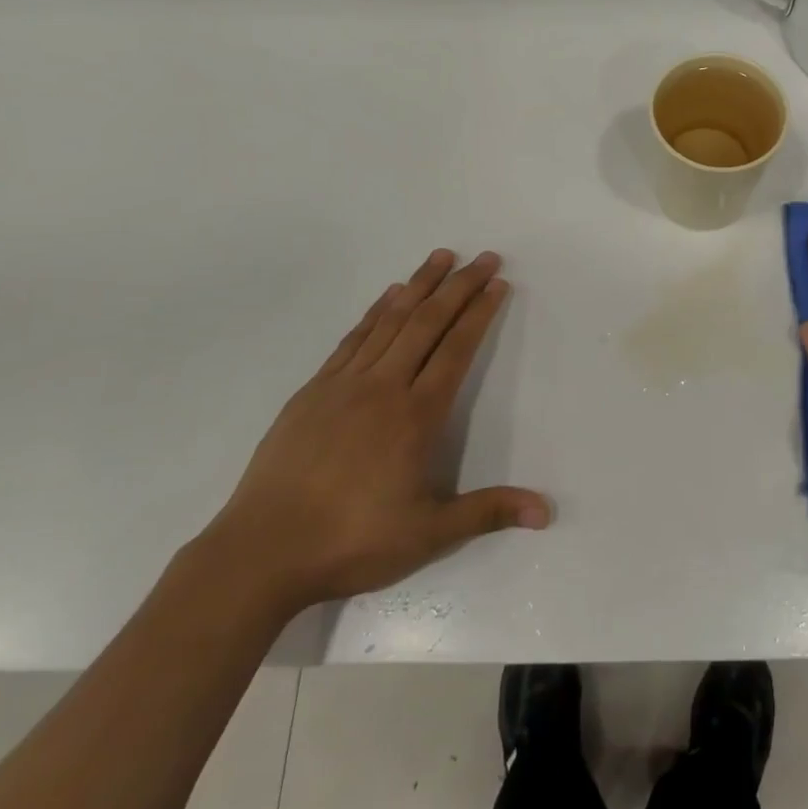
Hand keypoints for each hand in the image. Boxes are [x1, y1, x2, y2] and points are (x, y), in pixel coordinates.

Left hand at [203, 249, 550, 617]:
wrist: (261, 552)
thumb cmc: (352, 541)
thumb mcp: (428, 534)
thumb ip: (488, 512)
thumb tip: (546, 511)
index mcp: (416, 416)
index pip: (456, 350)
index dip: (480, 313)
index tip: (498, 284)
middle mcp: (384, 388)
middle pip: (427, 323)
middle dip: (459, 286)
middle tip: (484, 257)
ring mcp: (344, 384)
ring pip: (390, 321)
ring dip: (419, 285)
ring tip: (441, 256)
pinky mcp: (313, 390)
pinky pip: (354, 338)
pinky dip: (376, 311)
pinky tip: (388, 295)